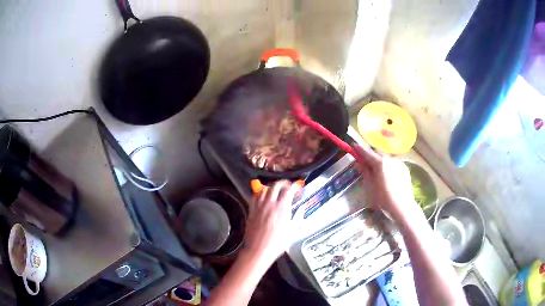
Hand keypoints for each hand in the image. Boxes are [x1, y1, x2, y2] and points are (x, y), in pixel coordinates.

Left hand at [243, 180, 301, 267]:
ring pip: (264, 189)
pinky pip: (255, 197)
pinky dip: (260, 193)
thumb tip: (302, 208)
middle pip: (275, 186)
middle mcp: (270, 204)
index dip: (294, 186)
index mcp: (282, 208)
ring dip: (271, 187)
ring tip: (275, 190)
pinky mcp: (251, 211)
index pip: (289, 190)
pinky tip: (263, 197)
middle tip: (287, 186)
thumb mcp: (293, 231)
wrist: (259, 249)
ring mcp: (259, 206)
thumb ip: (299, 217)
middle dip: (283, 183)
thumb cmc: (278, 243)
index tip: (297, 186)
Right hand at [353, 145, 422, 221]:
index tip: (354, 147)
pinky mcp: (404, 169)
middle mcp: (390, 159)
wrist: (402, 208)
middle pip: (378, 153)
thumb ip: (365, 172)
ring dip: (380, 160)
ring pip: (386, 158)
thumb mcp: (369, 187)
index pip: (367, 153)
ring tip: (377, 170)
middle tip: (365, 162)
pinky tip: (387, 175)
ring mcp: (399, 163)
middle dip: (371, 155)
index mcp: (380, 163)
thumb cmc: (383, 199)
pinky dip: (388, 165)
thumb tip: (360, 163)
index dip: (360, 150)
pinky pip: (394, 163)